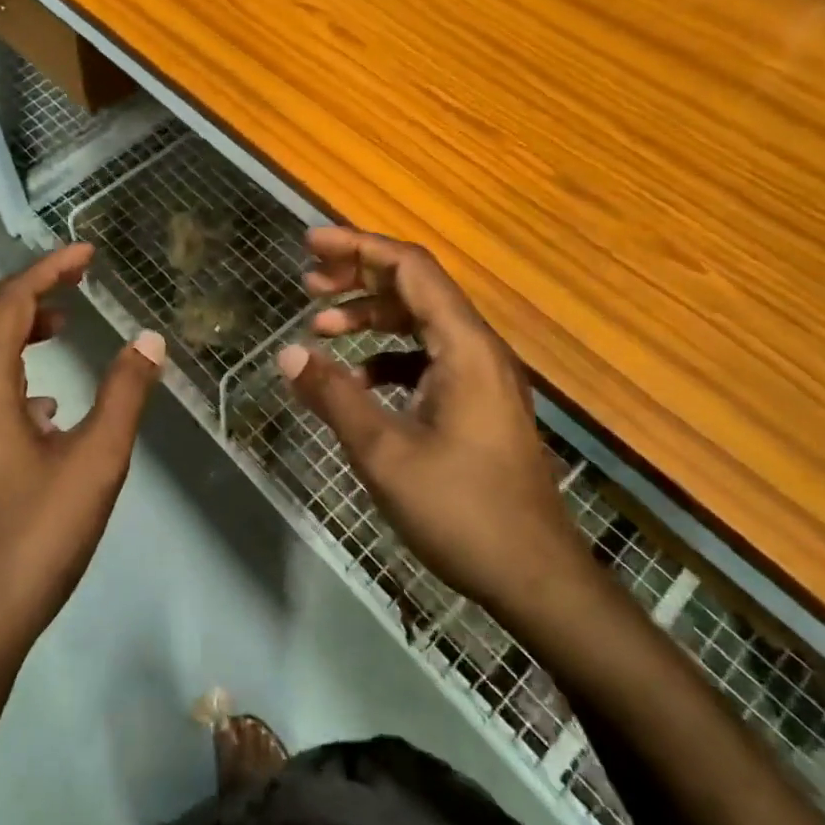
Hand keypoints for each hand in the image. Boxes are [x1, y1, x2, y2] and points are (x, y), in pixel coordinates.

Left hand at [0, 243, 165, 675]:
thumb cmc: (30, 543)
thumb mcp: (95, 465)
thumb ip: (124, 395)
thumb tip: (149, 340)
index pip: (9, 301)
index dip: (49, 269)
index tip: (87, 255)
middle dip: (26, 294)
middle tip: (73, 293)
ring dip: (14, 338)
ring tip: (60, 344)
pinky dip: (4, 381)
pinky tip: (42, 420)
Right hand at [277, 228, 590, 622]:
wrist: (536, 580)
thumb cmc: (462, 511)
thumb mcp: (384, 453)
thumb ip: (333, 395)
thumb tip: (288, 354)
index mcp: (463, 346)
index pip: (409, 268)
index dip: (358, 247)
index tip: (310, 244)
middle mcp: (476, 349)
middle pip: (414, 287)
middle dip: (358, 277)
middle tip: (308, 281)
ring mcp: (480, 377)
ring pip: (419, 323)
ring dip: (370, 317)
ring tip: (321, 328)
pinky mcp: (477, 404)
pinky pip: (426, 358)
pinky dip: (387, 357)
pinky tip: (357, 381)